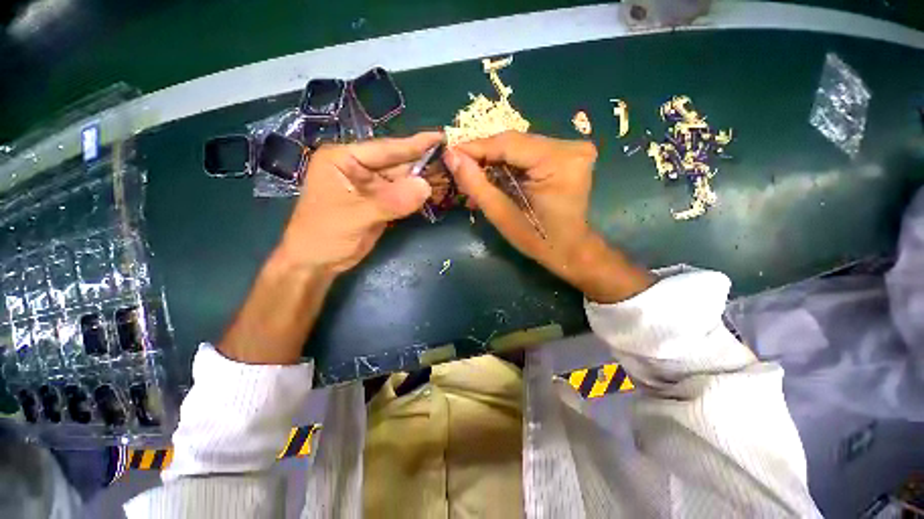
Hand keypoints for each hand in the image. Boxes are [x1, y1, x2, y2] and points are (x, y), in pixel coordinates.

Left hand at [277, 132, 440, 273]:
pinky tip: (433, 192)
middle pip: (396, 164)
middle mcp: (358, 168)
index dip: (414, 144)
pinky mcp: (378, 203)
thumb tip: (425, 186)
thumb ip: (391, 201)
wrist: (317, 263)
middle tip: (452, 159)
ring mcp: (370, 187)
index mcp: (344, 159)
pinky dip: (416, 196)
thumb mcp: (356, 215)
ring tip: (448, 174)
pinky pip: (401, 196)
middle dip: (422, 163)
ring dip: (422, 181)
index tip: (440, 136)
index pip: (385, 149)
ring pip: (401, 181)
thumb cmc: (324, 235)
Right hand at [444, 131, 652, 302]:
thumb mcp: (502, 215)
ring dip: (495, 162)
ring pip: (519, 147)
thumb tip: (451, 156)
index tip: (449, 153)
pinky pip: (528, 154)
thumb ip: (476, 184)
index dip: (475, 147)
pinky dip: (509, 165)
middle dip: (484, 157)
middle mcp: (570, 147)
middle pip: (514, 143)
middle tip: (460, 169)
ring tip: (474, 178)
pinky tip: (494, 178)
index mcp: (559, 162)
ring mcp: (572, 149)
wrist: (571, 250)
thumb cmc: (538, 240)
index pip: (508, 143)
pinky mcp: (567, 155)